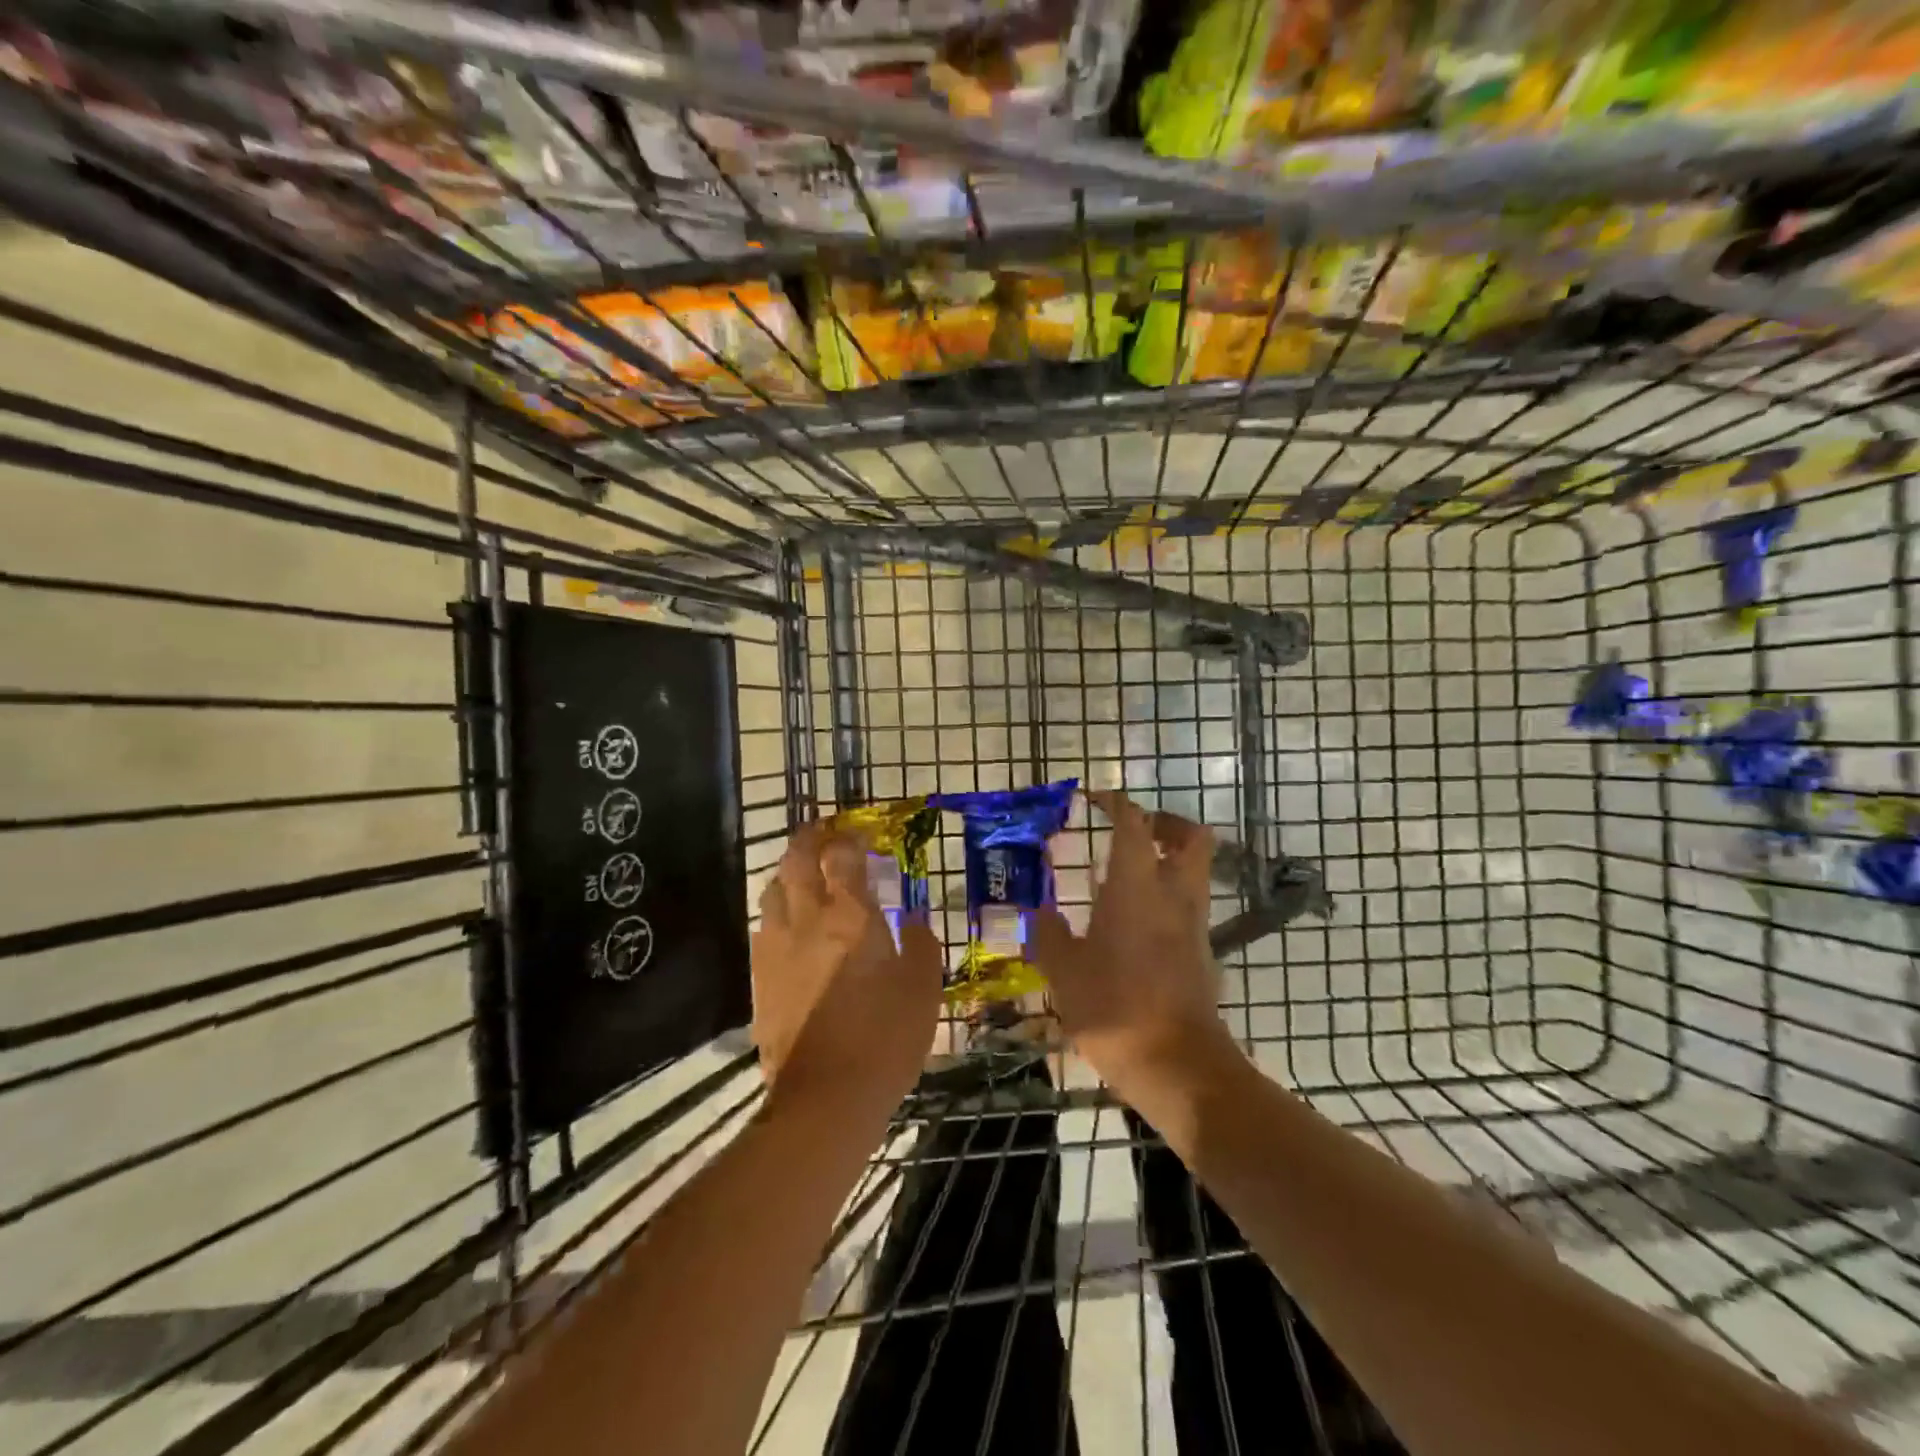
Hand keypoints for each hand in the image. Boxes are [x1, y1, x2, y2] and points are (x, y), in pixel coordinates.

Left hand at [750, 822, 941, 1117]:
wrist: (825, 1097)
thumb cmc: (885, 1038)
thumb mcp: (923, 990)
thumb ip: (922, 946)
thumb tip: (916, 920)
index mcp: (851, 917)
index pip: (841, 857)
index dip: (848, 838)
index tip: (860, 835)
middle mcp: (807, 921)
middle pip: (797, 861)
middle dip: (809, 839)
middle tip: (824, 835)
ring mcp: (777, 948)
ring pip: (773, 890)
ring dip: (789, 872)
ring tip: (805, 875)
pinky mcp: (760, 977)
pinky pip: (764, 927)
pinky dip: (778, 911)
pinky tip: (792, 926)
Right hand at [1028, 791, 1236, 1097]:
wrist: (1177, 1064)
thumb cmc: (1115, 1007)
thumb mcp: (1064, 971)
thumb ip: (1049, 934)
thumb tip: (1040, 912)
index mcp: (1136, 887)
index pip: (1133, 824)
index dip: (1116, 803)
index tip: (1095, 799)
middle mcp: (1173, 894)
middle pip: (1191, 837)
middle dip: (1164, 823)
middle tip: (1131, 831)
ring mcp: (1194, 924)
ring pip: (1195, 871)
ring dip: (1169, 860)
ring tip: (1128, 876)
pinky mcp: (1203, 952)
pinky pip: (1190, 906)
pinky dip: (1169, 898)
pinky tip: (1136, 924)